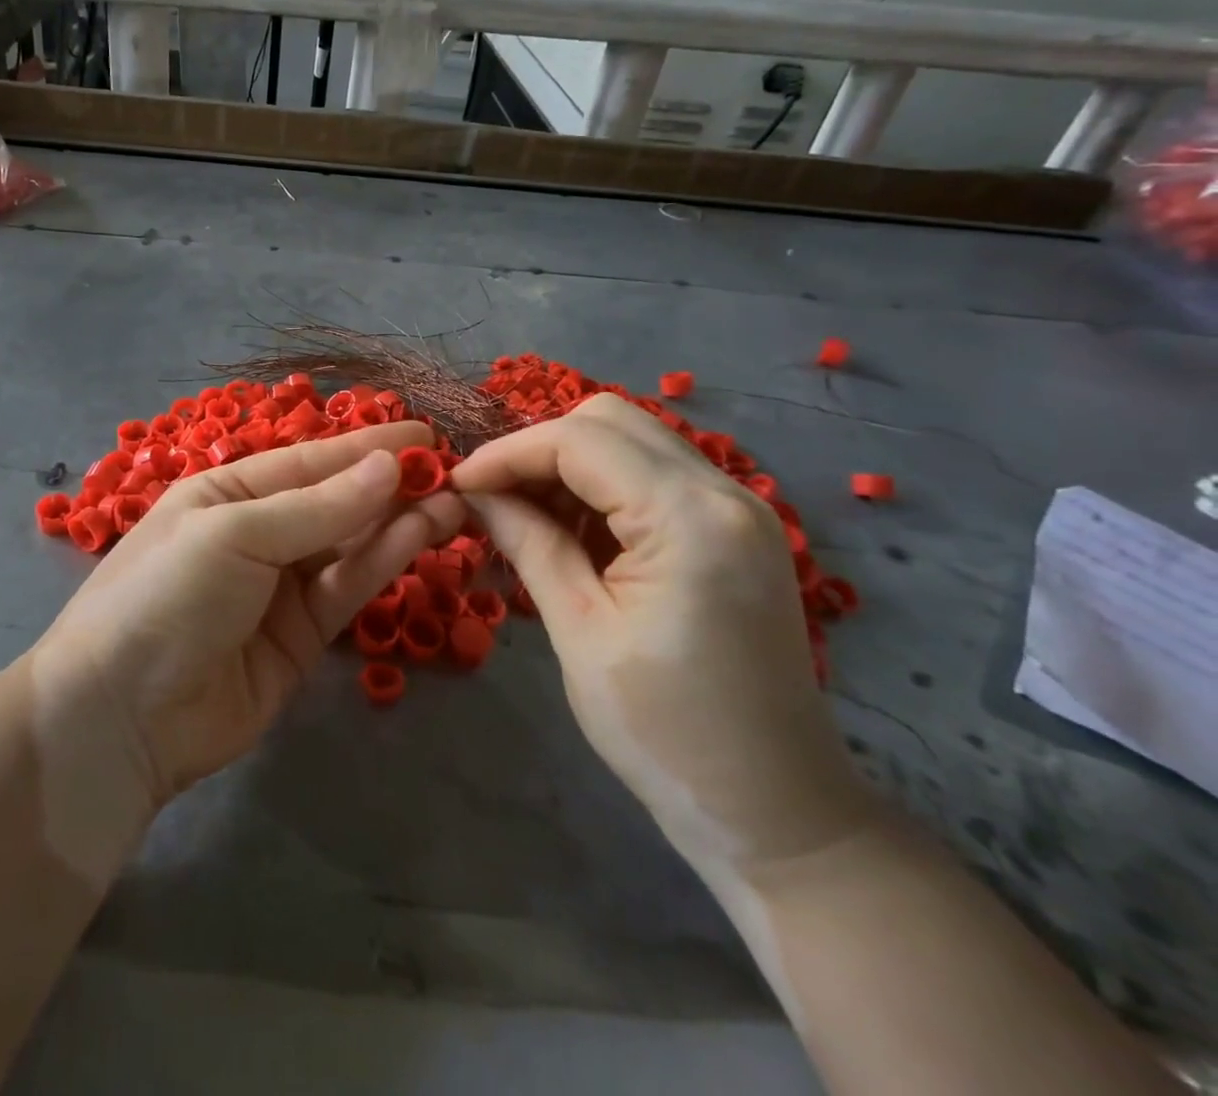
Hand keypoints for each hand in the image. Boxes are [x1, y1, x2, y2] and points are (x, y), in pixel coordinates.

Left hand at [31, 422, 463, 813]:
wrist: (120, 716)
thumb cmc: (166, 595)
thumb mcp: (235, 535)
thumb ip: (317, 507)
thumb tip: (388, 466)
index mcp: (226, 492)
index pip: (307, 460)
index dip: (364, 446)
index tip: (422, 433)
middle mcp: (256, 532)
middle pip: (333, 501)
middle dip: (388, 484)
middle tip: (452, 470)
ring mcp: (280, 586)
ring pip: (349, 544)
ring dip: (397, 522)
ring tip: (453, 501)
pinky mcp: (301, 636)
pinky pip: (347, 588)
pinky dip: (382, 562)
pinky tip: (420, 536)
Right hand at [452, 396, 869, 875]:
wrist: (774, 811)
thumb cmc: (665, 731)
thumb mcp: (579, 630)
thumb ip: (528, 541)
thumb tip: (475, 491)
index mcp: (690, 518)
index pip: (579, 440)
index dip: (507, 453)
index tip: (457, 484)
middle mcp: (724, 492)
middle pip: (609, 422)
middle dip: (538, 449)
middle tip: (492, 498)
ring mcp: (737, 509)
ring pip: (630, 442)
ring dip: (567, 466)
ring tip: (522, 516)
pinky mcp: (733, 531)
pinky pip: (652, 476)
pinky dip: (600, 488)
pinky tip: (569, 531)